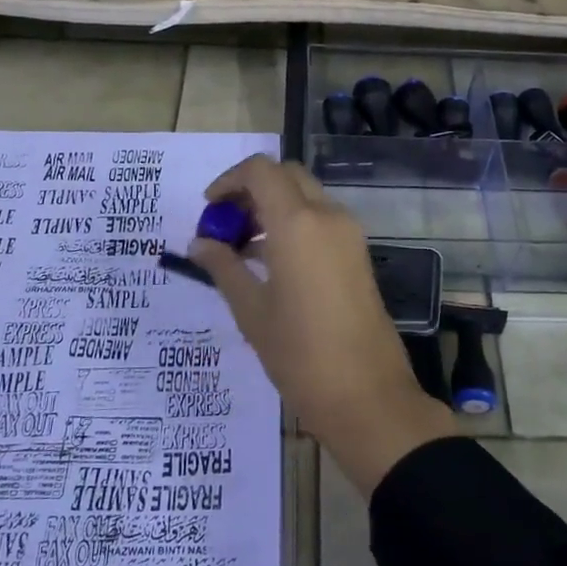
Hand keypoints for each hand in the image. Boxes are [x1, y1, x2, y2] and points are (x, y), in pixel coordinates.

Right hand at [188, 156, 455, 492]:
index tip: (208, 208)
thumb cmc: (300, 354)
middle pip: (286, 176)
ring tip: (240, 248)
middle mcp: (328, 216)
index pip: (261, 171)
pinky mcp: (358, 254)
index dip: (229, 180)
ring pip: (306, 197)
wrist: (367, 395)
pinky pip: (321, 221)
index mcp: (298, 223)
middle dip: (251, 190)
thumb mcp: (251, 311)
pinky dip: (293, 224)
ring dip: (273, 207)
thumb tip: (199, 243)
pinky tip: (270, 263)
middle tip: (224, 223)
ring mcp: (349, 234)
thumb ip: (223, 268)